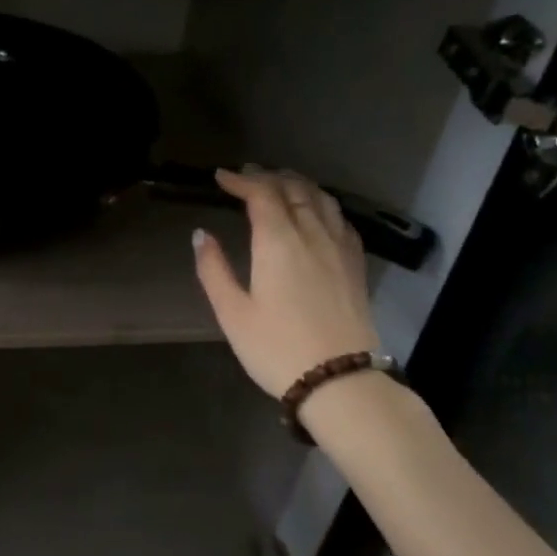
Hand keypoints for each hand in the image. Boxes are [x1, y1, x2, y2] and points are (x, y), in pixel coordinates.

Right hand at [192, 167, 380, 399]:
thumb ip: (213, 270)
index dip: (240, 180)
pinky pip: (341, 219)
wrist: (339, 380)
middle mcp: (313, 234)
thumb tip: (201, 235)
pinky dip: (322, 205)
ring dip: (298, 184)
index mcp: (279, 242)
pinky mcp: (355, 265)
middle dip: (269, 176)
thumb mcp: (233, 313)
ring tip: (281, 184)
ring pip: (322, 199)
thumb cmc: (276, 348)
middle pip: (294, 189)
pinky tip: (317, 213)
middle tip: (247, 176)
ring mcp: (339, 248)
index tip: (220, 177)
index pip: (262, 194)